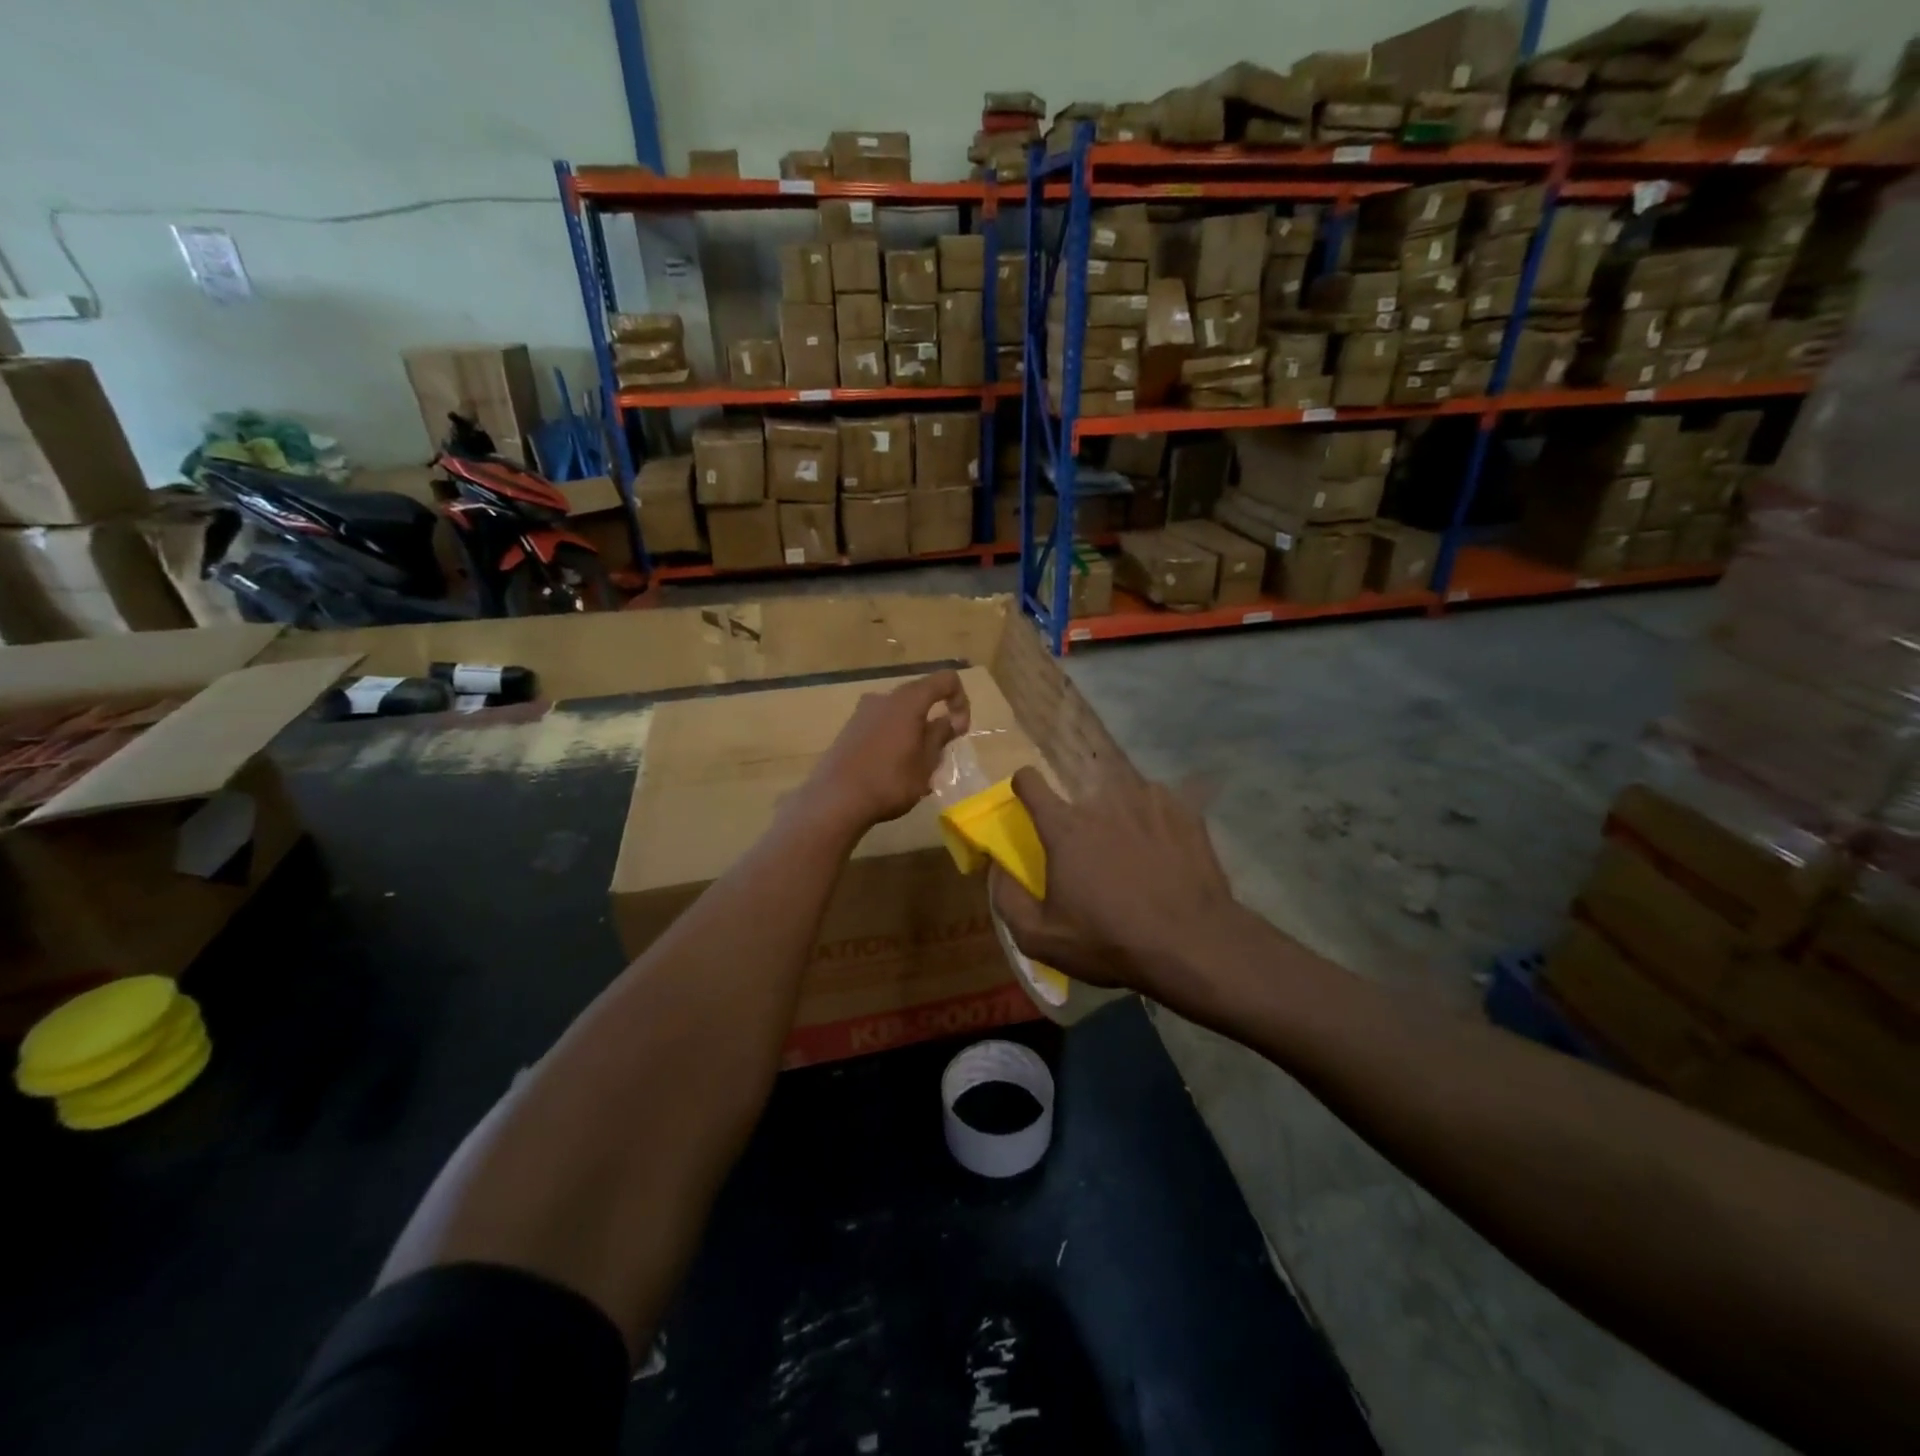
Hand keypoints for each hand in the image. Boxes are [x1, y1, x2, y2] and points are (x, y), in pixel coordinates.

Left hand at [800, 671, 971, 830]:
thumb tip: (951, 720)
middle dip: (935, 719)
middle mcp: (884, 698)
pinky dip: (894, 737)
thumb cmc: (889, 781)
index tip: (959, 730)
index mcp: (908, 701)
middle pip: (920, 696)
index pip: (946, 680)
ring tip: (915, 766)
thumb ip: (940, 736)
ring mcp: (862, 712)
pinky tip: (891, 769)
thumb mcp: (925, 763)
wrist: (835, 800)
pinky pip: (881, 724)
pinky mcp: (849, 729)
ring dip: (914, 731)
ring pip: (899, 712)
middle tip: (938, 753)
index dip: (961, 700)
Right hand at [990, 767, 1238, 1001]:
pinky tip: (1163, 853)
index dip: (1024, 788)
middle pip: (1079, 796)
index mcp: (1064, 826)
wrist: (1192, 944)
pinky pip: (1157, 805)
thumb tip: (997, 866)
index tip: (1030, 804)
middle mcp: (1102, 801)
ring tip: (1132, 855)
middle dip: (1079, 820)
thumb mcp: (1040, 938)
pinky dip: (1153, 822)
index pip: (1029, 780)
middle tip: (1092, 857)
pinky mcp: (1183, 809)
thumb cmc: (1110, 941)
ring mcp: (1147, 799)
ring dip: (1118, 818)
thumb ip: (1007, 898)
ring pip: (1120, 797)